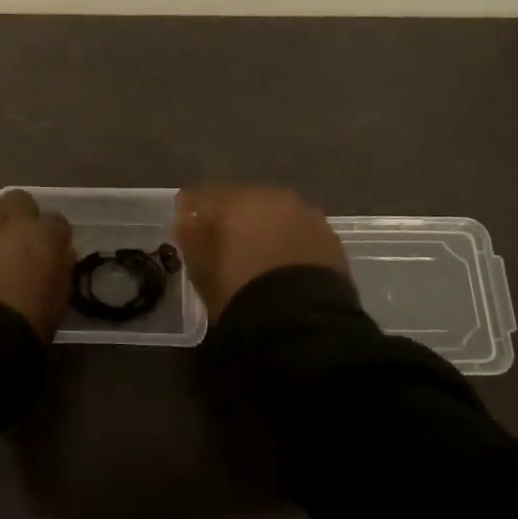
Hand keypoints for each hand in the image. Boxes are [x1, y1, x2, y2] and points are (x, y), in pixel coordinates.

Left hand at [0, 189, 74, 342]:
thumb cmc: (25, 325)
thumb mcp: (59, 302)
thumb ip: (60, 269)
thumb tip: (59, 255)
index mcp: (44, 234)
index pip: (57, 221)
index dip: (54, 238)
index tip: (50, 253)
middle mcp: (10, 218)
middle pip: (21, 200)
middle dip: (22, 217)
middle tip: (18, 242)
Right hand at [172, 185, 350, 320]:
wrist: (301, 322)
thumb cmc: (239, 291)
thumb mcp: (201, 269)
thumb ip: (191, 237)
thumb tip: (188, 218)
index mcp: (236, 199)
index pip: (203, 196)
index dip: (192, 212)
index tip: (186, 228)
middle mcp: (273, 197)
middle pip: (244, 202)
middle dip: (233, 219)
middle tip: (224, 244)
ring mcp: (306, 215)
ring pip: (276, 216)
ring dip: (265, 230)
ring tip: (258, 257)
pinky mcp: (331, 239)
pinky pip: (300, 234)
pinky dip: (289, 244)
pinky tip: (284, 266)